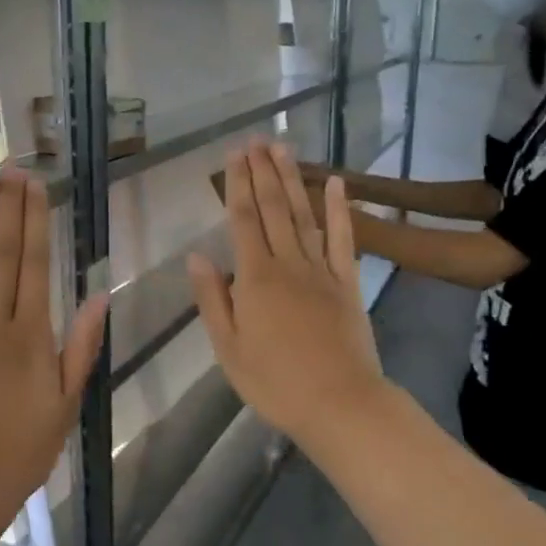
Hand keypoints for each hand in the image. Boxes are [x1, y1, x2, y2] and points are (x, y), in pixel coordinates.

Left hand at [0, 169, 107, 499]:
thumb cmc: (24, 447)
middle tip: (10, 169)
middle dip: (9, 209)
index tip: (36, 187)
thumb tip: (98, 295)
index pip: (35, 266)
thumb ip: (82, 345)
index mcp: (32, 335)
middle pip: (3, 256)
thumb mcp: (67, 401)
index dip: (36, 222)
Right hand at [190, 139, 386, 448]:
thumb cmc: (275, 382)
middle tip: (256, 140)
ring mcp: (322, 271)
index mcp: (255, 278)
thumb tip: (197, 255)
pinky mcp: (348, 283)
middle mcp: (288, 264)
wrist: (340, 404)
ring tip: (283, 149)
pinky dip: (340, 210)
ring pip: (304, 215)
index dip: (236, 185)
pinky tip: (338, 184)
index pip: (242, 220)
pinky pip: (343, 240)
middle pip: (273, 209)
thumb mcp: (228, 347)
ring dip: (293, 180)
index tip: (233, 155)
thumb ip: (212, 298)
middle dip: (262, 172)